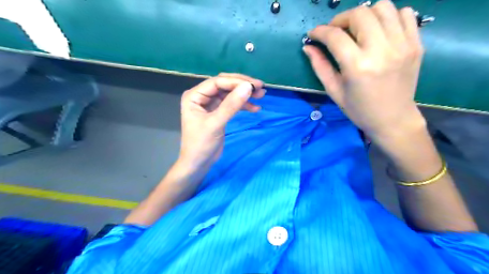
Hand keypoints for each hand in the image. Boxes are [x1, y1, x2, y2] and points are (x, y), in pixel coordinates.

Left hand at [179, 72, 265, 170]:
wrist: (198, 163)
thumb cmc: (201, 144)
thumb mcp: (216, 124)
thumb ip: (231, 105)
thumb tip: (248, 87)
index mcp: (194, 95)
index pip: (218, 82)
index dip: (236, 82)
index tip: (255, 86)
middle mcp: (202, 96)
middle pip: (224, 84)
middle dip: (242, 85)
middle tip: (260, 87)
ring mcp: (210, 104)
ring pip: (230, 94)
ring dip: (245, 94)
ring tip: (261, 95)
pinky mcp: (218, 112)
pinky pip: (232, 104)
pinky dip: (243, 105)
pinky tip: (255, 108)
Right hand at [304, 0, 423, 139]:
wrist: (393, 119)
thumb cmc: (359, 109)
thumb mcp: (334, 91)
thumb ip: (320, 66)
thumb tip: (308, 47)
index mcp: (358, 66)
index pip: (335, 36)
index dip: (320, 31)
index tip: (313, 35)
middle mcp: (382, 50)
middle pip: (360, 13)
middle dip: (341, 19)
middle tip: (334, 32)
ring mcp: (403, 45)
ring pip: (383, 7)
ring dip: (364, 14)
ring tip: (357, 30)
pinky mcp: (416, 44)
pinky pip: (405, 13)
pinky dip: (388, 16)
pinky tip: (378, 31)